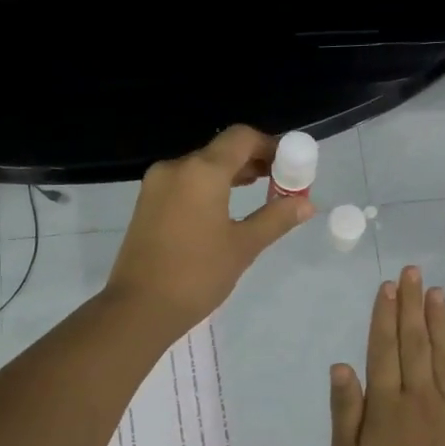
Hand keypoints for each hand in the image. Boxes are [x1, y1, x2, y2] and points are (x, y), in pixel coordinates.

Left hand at [106, 126, 314, 336]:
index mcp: (201, 171)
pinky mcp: (146, 203)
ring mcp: (156, 185)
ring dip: (229, 175)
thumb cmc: (197, 275)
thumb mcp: (243, 246)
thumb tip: (306, 203)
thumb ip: (276, 218)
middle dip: (252, 162)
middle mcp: (176, 168)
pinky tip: (222, 211)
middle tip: (278, 184)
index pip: (241, 137)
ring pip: (200, 167)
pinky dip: (207, 188)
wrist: (139, 308)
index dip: (270, 146)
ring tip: (257, 196)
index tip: (289, 166)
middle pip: (220, 150)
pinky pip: (184, 183)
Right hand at [330, 265, 444, 445]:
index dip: (385, 316)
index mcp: (386, 406)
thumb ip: (345, 412)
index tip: (389, 286)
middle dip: (412, 306)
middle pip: (415, 344)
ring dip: (441, 324)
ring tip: (438, 293)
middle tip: (413, 273)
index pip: (384, 350)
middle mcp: (421, 398)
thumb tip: (341, 366)